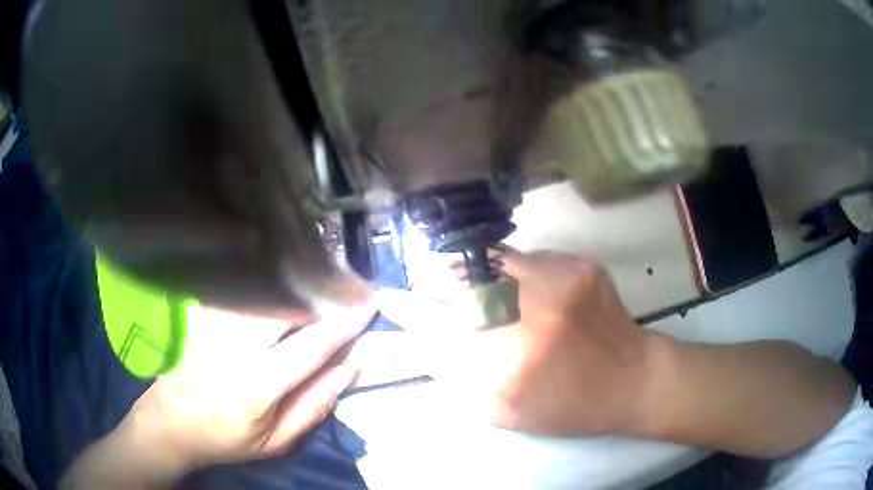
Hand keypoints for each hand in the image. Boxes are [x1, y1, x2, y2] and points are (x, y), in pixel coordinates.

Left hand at [62, 304, 374, 487]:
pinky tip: (283, 277)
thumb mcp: (276, 442)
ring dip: (297, 280)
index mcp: (257, 385)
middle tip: (350, 283)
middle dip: (322, 290)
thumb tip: (349, 369)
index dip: (342, 323)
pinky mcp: (203, 316)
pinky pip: (240, 289)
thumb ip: (314, 406)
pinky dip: (267, 281)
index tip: (368, 304)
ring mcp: (214, 326)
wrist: (171, 423)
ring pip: (262, 290)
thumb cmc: (226, 439)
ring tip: (324, 275)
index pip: (309, 345)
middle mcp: (234, 347)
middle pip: (285, 304)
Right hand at [376, 248, 650, 435]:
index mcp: (504, 364)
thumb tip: (423, 341)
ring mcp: (558, 280)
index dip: (407, 309)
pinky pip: (527, 257)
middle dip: (439, 286)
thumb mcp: (500, 411)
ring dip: (473, 272)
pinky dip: (513, 270)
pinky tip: (527, 290)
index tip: (388, 297)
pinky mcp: (579, 264)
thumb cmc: (564, 406)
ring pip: (491, 261)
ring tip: (479, 287)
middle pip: (460, 283)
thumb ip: (456, 378)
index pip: (436, 326)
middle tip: (435, 292)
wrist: (629, 378)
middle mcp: (528, 314)